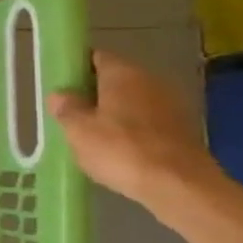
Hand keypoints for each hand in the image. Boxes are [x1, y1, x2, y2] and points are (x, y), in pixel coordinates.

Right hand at [47, 49, 220, 212]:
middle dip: (94, 93)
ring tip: (92, 136)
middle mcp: (150, 80)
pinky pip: (147, 123)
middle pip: (115, 80)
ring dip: (114, 114)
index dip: (76, 68)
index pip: (95, 57)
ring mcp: (171, 105)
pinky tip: (119, 151)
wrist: (179, 186)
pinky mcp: (182, 130)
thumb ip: (66, 108)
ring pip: (132, 102)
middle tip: (71, 114)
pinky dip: (132, 131)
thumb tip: (60, 95)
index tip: (61, 85)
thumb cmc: (122, 150)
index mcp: (123, 73)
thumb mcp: (79, 130)